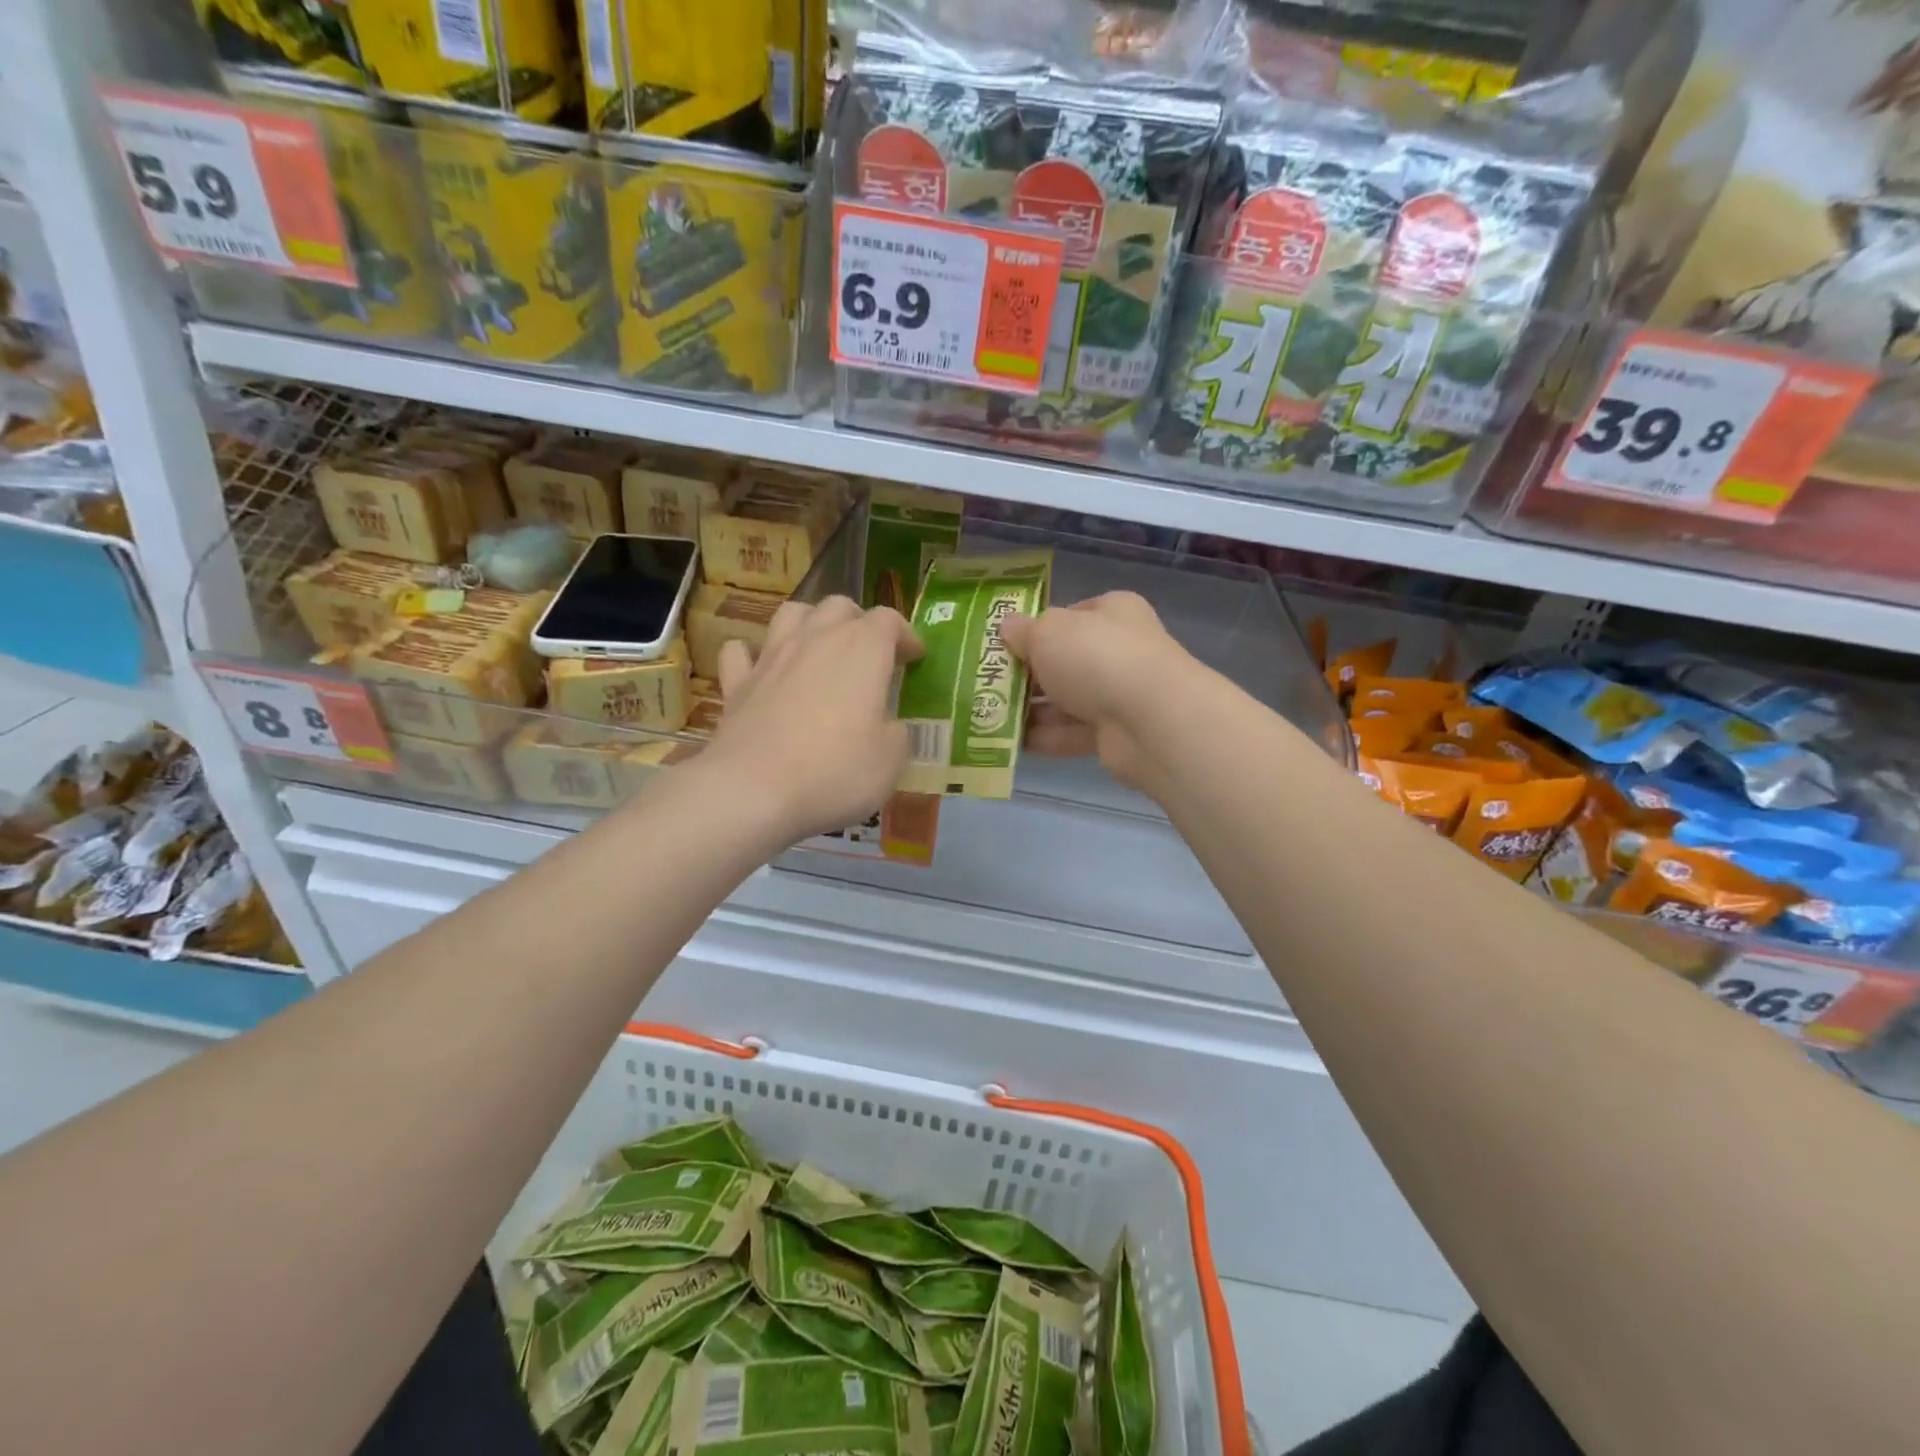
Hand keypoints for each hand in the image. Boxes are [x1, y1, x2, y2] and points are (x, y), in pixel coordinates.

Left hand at [708, 596, 921, 844]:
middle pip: (839, 606)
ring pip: (791, 613)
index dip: (906, 634)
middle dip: (859, 621)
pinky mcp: (737, 682)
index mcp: (863, 649)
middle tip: (869, 652)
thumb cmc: (835, 771)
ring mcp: (771, 656)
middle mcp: (816, 639)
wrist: (753, 790)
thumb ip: (896, 733)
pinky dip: (753, 654)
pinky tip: (762, 669)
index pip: (889, 620)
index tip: (914, 657)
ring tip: (819, 647)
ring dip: (810, 622)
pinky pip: (741, 651)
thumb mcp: (891, 760)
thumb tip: (888, 726)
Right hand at [1001, 592, 1193, 789]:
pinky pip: (1071, 733)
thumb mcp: (1048, 632)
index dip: (1036, 628)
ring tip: (987, 715)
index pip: (1070, 615)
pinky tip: (1009, 741)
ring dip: (1030, 709)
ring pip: (1066, 700)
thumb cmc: (1096, 657)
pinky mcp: (1116, 734)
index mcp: (1112, 612)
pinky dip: (1043, 737)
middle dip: (1027, 674)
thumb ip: (1023, 631)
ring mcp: (1121, 694)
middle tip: (985, 683)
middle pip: (1065, 661)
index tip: (1002, 645)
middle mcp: (1120, 650)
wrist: (1150, 720)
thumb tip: (1006, 628)